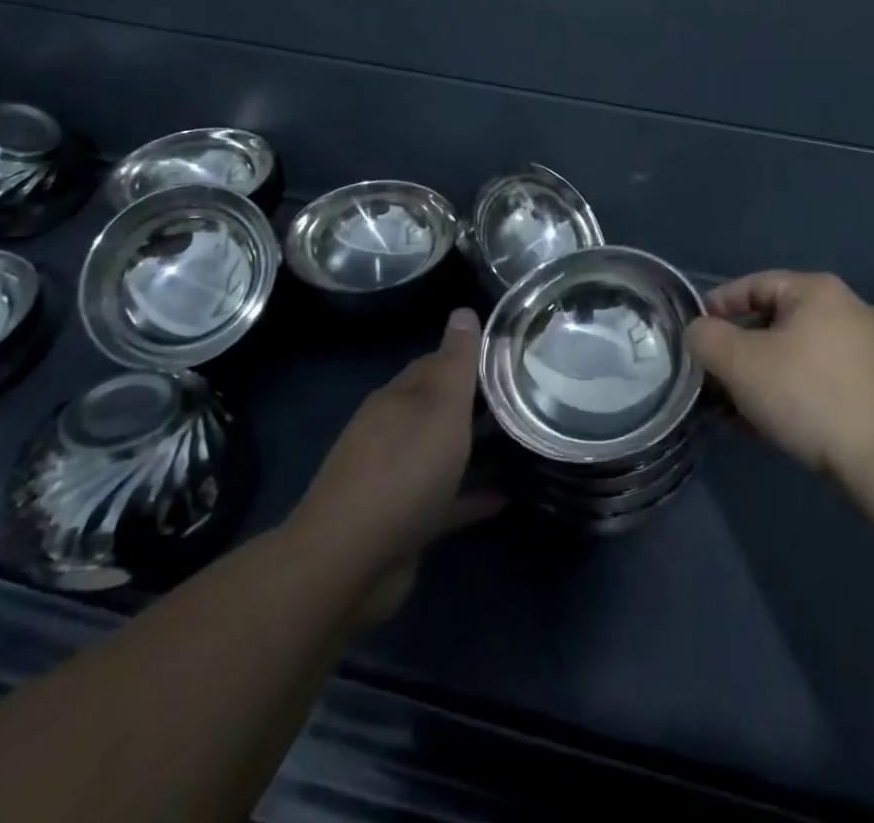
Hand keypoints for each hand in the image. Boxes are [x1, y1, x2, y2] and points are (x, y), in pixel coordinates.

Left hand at [290, 308, 500, 624]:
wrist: (347, 562)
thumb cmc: (403, 470)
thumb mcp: (440, 406)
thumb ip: (456, 361)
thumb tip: (463, 310)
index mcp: (399, 398)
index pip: (437, 364)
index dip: (471, 358)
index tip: (511, 359)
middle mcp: (392, 431)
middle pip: (440, 409)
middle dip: (477, 405)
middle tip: (526, 402)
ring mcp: (394, 478)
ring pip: (443, 454)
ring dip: (477, 450)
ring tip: (523, 446)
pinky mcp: (401, 521)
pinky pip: (444, 499)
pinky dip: (471, 494)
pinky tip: (505, 497)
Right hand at [687, 271, 873, 481]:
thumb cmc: (806, 394)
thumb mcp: (740, 363)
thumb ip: (707, 338)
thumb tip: (698, 332)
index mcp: (817, 290)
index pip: (753, 284)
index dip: (717, 306)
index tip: (694, 334)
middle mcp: (844, 309)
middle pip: (772, 320)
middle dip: (736, 351)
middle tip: (711, 377)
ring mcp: (862, 349)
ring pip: (791, 353)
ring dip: (756, 376)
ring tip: (730, 409)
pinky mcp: (870, 385)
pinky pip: (813, 376)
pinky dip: (784, 391)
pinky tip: (763, 424)